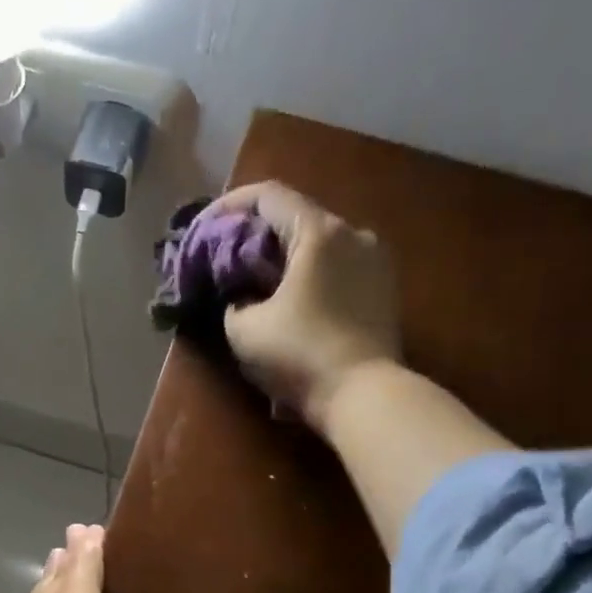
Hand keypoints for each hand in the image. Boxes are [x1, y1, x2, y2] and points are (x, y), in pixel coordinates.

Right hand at [207, 181, 402, 433]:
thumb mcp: (244, 331)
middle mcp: (354, 234)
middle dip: (258, 234)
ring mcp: (376, 261)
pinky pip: (339, 268)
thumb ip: (233, 301)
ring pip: (320, 244)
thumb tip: (240, 298)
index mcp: (319, 232)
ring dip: (286, 257)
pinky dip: (311, 275)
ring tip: (259, 283)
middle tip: (228, 258)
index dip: (230, 205)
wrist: (364, 396)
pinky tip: (294, 301)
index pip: (269, 195)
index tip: (206, 226)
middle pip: (296, 217)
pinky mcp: (385, 291)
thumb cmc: (300, 356)